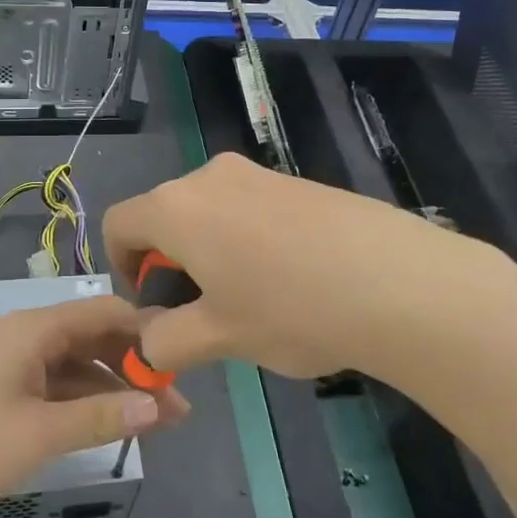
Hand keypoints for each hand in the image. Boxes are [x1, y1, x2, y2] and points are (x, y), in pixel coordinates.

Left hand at [0, 295, 190, 517]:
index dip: (144, 332)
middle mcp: (24, 334)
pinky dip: (82, 399)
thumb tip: (157, 406)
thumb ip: (101, 417)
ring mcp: (11, 359)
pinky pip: (53, 382)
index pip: (103, 312)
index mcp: (32, 329)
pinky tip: (107, 421)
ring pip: (74, 363)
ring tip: (154, 420)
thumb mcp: (40, 433)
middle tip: (174, 402)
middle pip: (91, 337)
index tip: (180, 359)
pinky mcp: (2, 384)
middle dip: (133, 366)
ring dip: (111, 387)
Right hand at [102, 152, 516, 384]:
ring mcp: (258, 174)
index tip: (153, 303)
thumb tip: (147, 344)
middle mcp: (210, 177)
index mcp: (176, 207)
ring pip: (210, 212)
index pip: (118, 223)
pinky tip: (292, 281)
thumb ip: (165, 342)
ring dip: (211, 252)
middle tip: (203, 311)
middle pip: (165, 215)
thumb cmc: (290, 308)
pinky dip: (248, 240)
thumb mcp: (218, 337)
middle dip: (170, 262)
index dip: (121, 266)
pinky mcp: (297, 181)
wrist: (398, 281)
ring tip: (252, 301)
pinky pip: (250, 208)